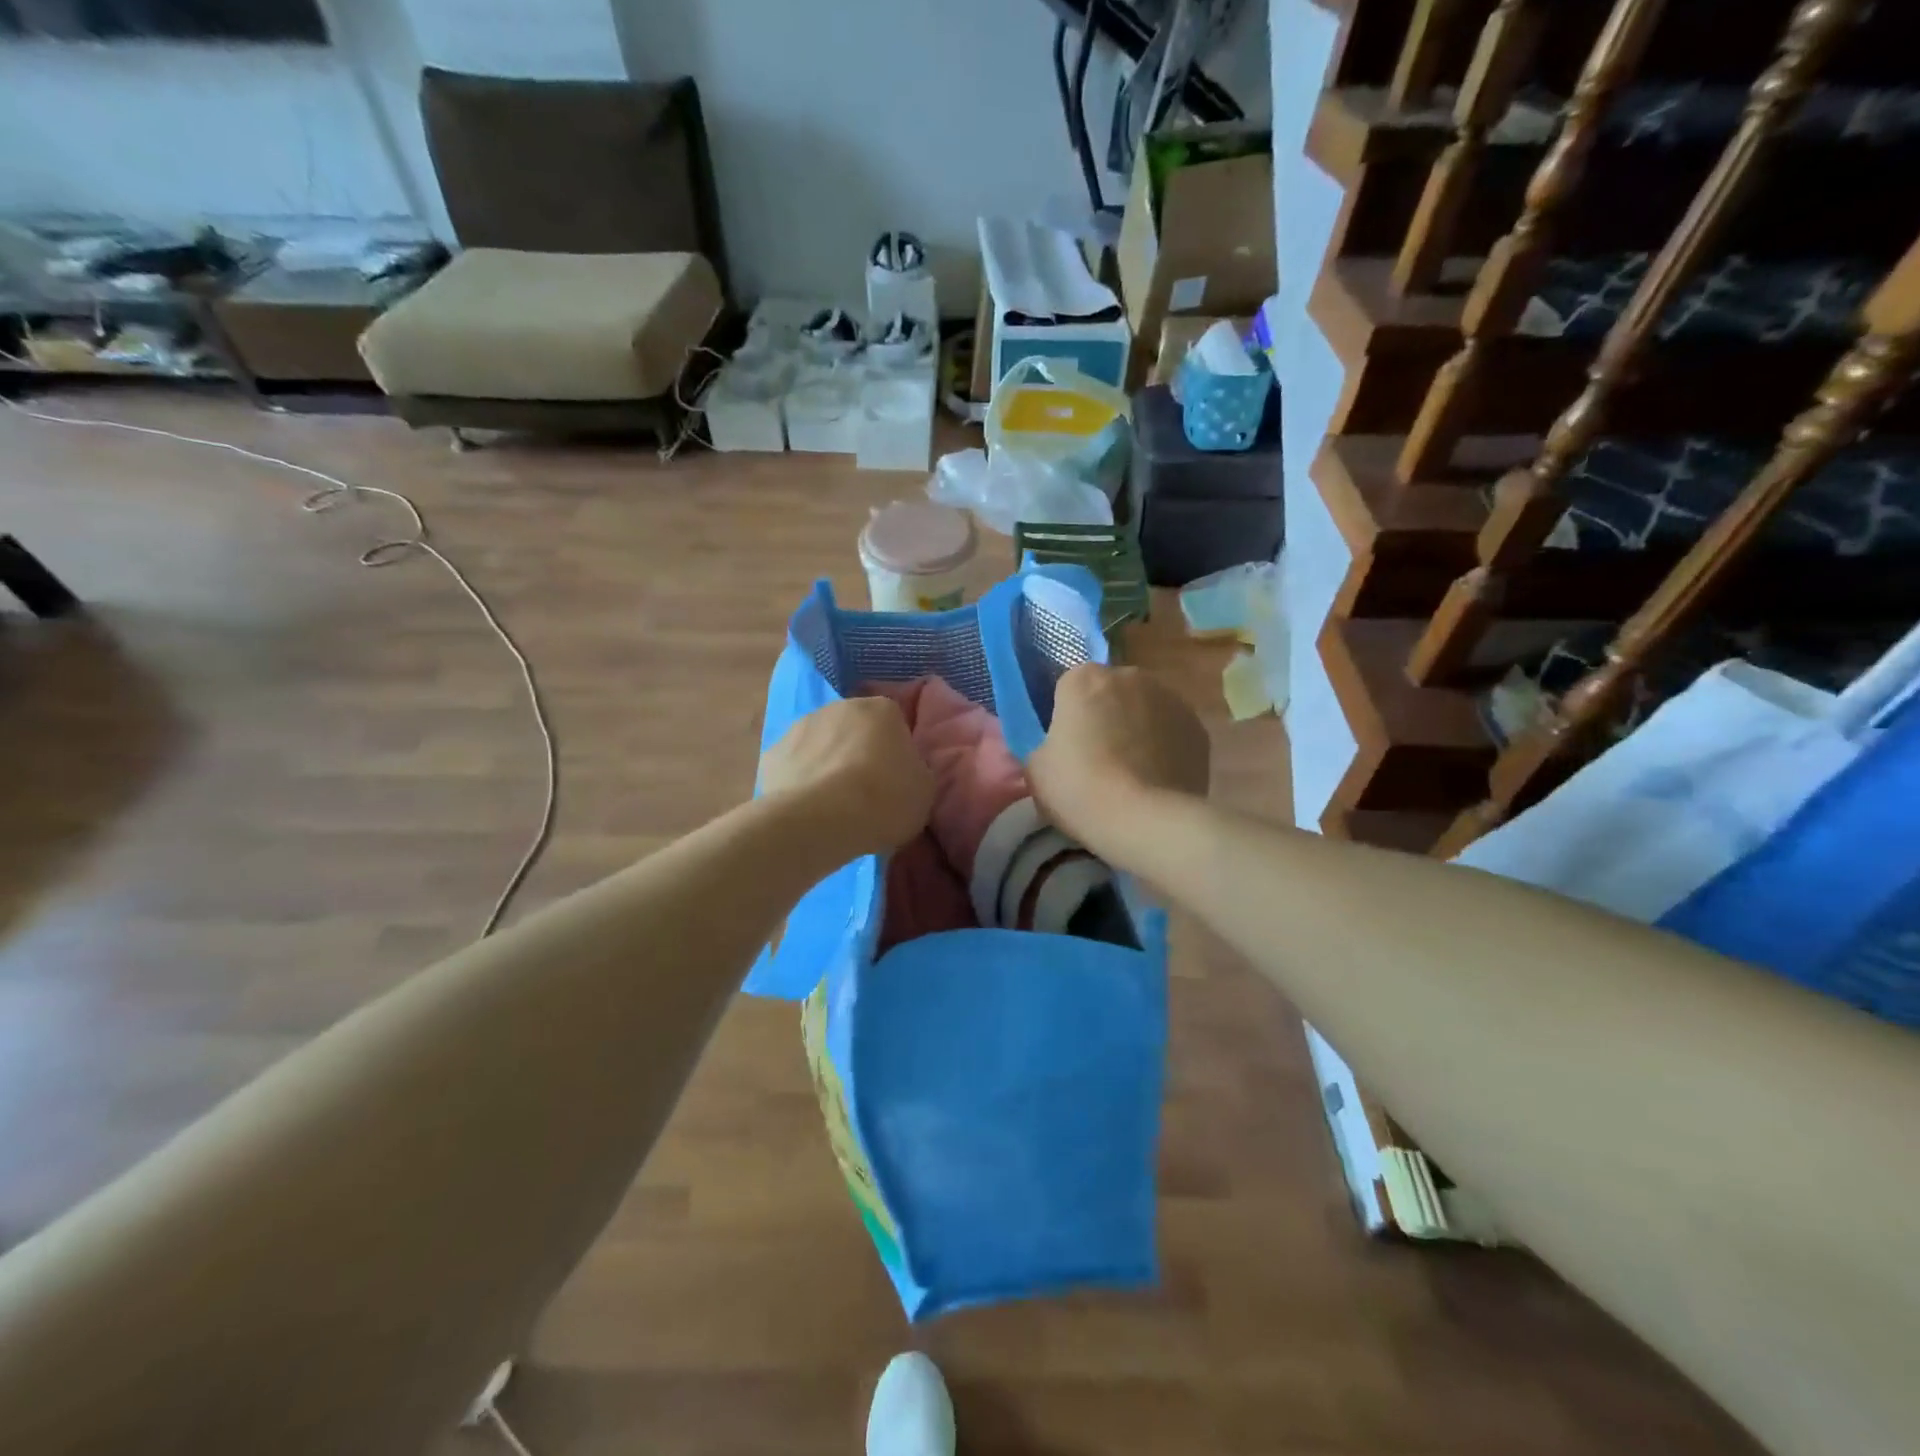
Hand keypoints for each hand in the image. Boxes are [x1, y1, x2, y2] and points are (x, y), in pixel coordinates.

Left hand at [760, 697, 934, 858]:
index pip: (895, 723)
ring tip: (834, 805)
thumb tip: (902, 771)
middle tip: (866, 792)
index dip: (896, 752)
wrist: (819, 820)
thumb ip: (915, 772)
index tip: (896, 780)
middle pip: (855, 729)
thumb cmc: (883, 799)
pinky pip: (795, 765)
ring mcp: (800, 726)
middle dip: (859, 753)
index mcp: (882, 709)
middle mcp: (839, 707)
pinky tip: (807, 809)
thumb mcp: (924, 791)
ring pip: (821, 744)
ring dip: (828, 764)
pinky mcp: (772, 753)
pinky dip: (800, 781)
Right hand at [1029, 664, 1209, 847]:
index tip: (1067, 747)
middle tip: (1098, 760)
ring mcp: (1170, 699)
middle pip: (1111, 692)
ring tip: (1132, 773)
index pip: (1069, 688)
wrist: (1145, 820)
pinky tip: (1157, 779)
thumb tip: (1061, 747)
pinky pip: (1171, 732)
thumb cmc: (1080, 789)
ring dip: (1138, 729)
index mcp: (1084, 679)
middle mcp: (1130, 676)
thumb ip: (1046, 744)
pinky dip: (1165, 747)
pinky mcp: (1198, 728)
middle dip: (1106, 716)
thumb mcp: (1036, 768)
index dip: (1067, 717)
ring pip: (1145, 709)